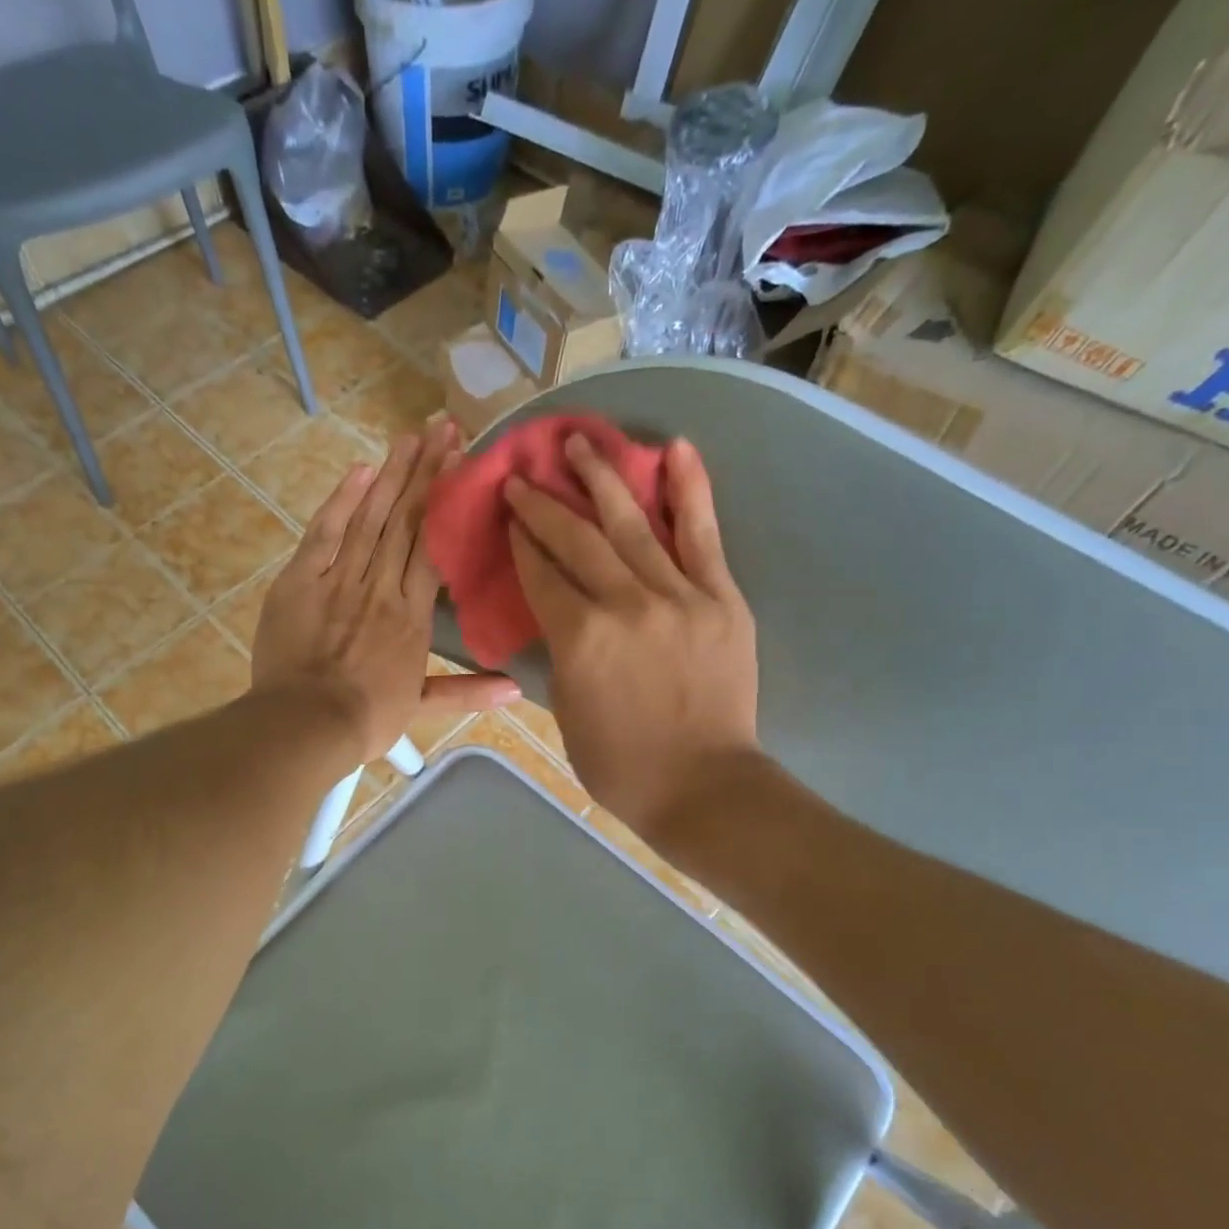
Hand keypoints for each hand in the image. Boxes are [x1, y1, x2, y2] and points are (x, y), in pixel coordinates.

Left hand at [252, 420, 519, 766]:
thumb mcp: (421, 707)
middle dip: (425, 471)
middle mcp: (382, 585)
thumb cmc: (366, 717)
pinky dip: (342, 501)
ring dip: (391, 475)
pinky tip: (360, 471)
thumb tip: (517, 689)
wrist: (307, 722)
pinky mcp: (302, 579)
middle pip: (406, 520)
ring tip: (410, 436)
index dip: (447, 501)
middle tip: (441, 427)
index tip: (462, 464)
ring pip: (370, 517)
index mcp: (412, 614)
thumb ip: (468, 692)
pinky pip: (325, 533)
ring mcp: (340, 578)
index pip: (433, 545)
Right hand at [506, 434, 759, 841]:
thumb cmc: (621, 764)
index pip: (541, 574)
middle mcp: (624, 604)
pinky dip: (690, 490)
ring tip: (579, 442)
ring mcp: (678, 596)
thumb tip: (559, 613)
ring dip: (601, 478)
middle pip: (576, 539)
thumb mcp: (567, 709)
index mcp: (579, 638)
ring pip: (632, 524)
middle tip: (523, 476)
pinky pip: (702, 536)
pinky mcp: (721, 598)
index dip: (520, 540)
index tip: (508, 513)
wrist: (703, 786)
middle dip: (544, 503)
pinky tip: (676, 450)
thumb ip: (561, 652)